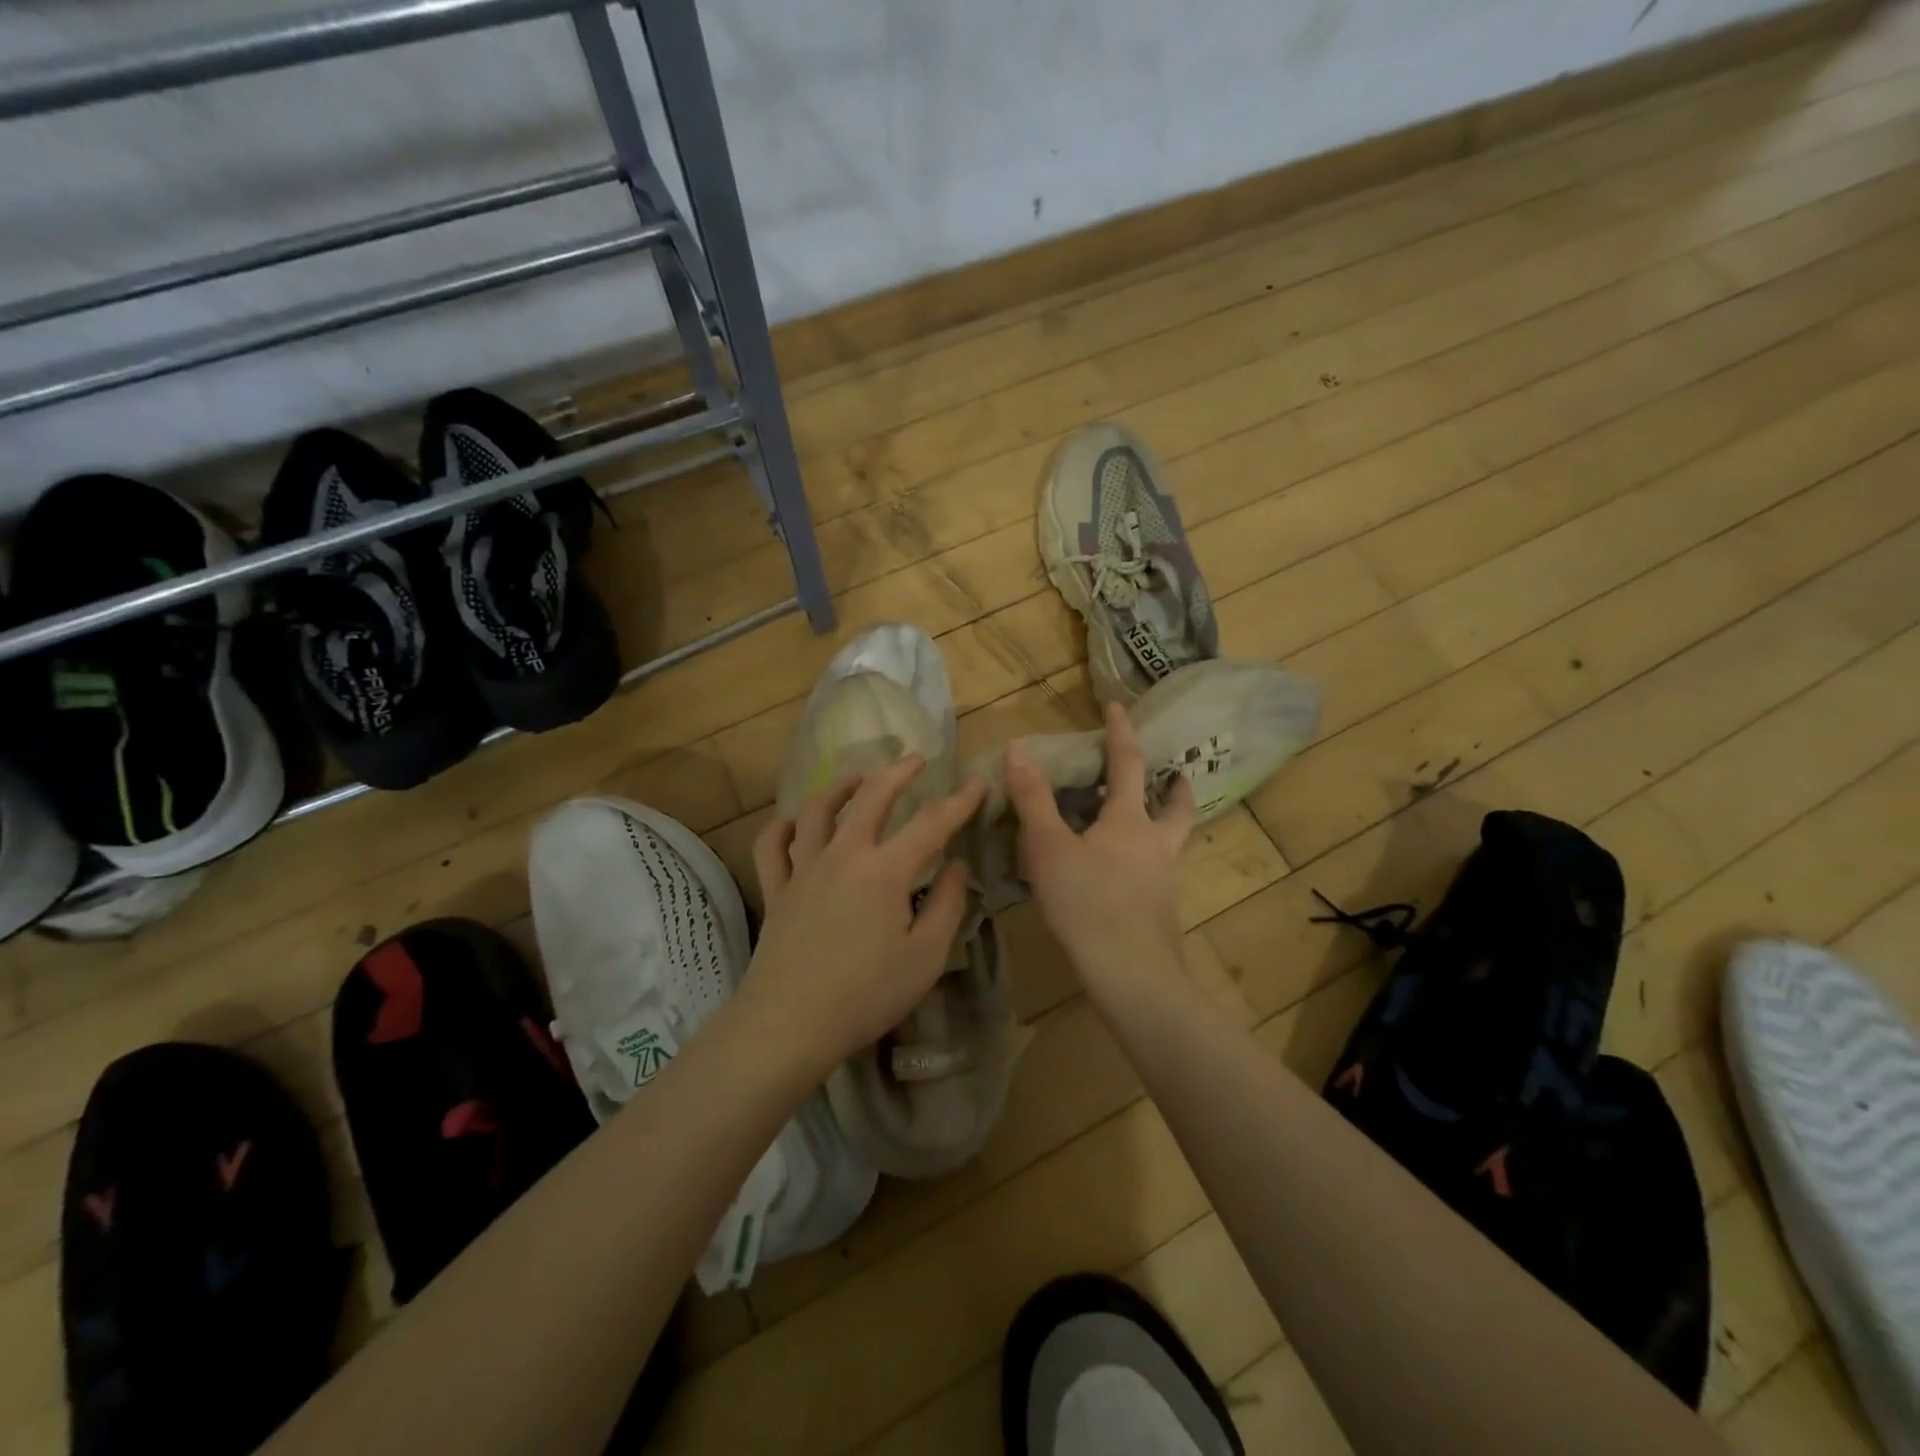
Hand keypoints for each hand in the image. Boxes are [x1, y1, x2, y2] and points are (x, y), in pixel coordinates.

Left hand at [746, 757, 986, 1078]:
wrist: (789, 1024)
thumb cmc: (866, 995)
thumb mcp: (925, 957)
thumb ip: (946, 906)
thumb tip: (959, 867)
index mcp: (884, 871)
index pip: (930, 824)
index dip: (958, 802)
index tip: (977, 784)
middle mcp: (842, 856)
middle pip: (870, 798)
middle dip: (896, 773)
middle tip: (915, 759)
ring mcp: (803, 870)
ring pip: (817, 812)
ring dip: (840, 787)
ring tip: (858, 777)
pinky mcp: (776, 891)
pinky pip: (772, 847)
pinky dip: (781, 827)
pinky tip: (793, 822)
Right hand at [1004, 702, 1196, 991]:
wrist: (1132, 973)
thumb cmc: (1087, 902)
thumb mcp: (1049, 848)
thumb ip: (1033, 799)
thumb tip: (1017, 749)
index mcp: (1130, 821)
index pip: (1128, 764)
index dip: (1120, 733)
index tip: (1118, 707)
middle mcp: (1156, 844)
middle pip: (1177, 807)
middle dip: (1175, 786)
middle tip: (1175, 774)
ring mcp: (1165, 880)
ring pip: (1174, 842)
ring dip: (1171, 823)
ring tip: (1155, 824)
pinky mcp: (1163, 911)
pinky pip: (1161, 874)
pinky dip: (1152, 863)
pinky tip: (1132, 879)